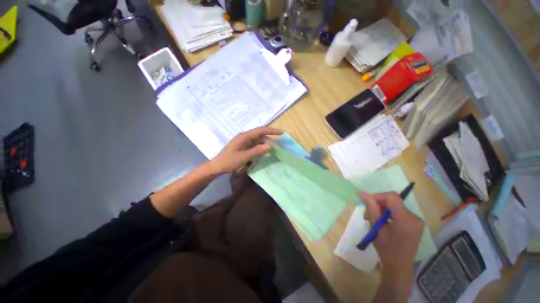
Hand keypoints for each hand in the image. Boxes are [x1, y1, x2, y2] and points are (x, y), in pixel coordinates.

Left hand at [209, 127, 281, 174]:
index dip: (271, 131)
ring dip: (264, 142)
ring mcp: (243, 141)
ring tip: (273, 148)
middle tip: (278, 142)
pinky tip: (263, 151)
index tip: (281, 133)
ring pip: (257, 139)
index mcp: (244, 136)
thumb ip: (257, 151)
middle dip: (269, 136)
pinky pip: (253, 144)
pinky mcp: (242, 146)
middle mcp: (244, 136)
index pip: (260, 130)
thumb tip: (269, 146)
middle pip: (259, 134)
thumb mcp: (244, 157)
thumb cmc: (229, 161)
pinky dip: (259, 146)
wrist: (217, 166)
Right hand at [359, 192, 423, 289]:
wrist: (399, 267)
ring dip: (382, 209)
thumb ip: (371, 209)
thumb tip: (362, 193)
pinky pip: (399, 212)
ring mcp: (416, 221)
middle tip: (366, 213)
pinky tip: (381, 221)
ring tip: (372, 218)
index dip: (377, 196)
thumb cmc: (386, 249)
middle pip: (393, 201)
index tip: (365, 201)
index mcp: (406, 219)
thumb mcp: (376, 228)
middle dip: (377, 204)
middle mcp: (414, 217)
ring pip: (395, 206)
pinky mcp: (415, 224)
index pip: (392, 197)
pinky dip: (388, 213)